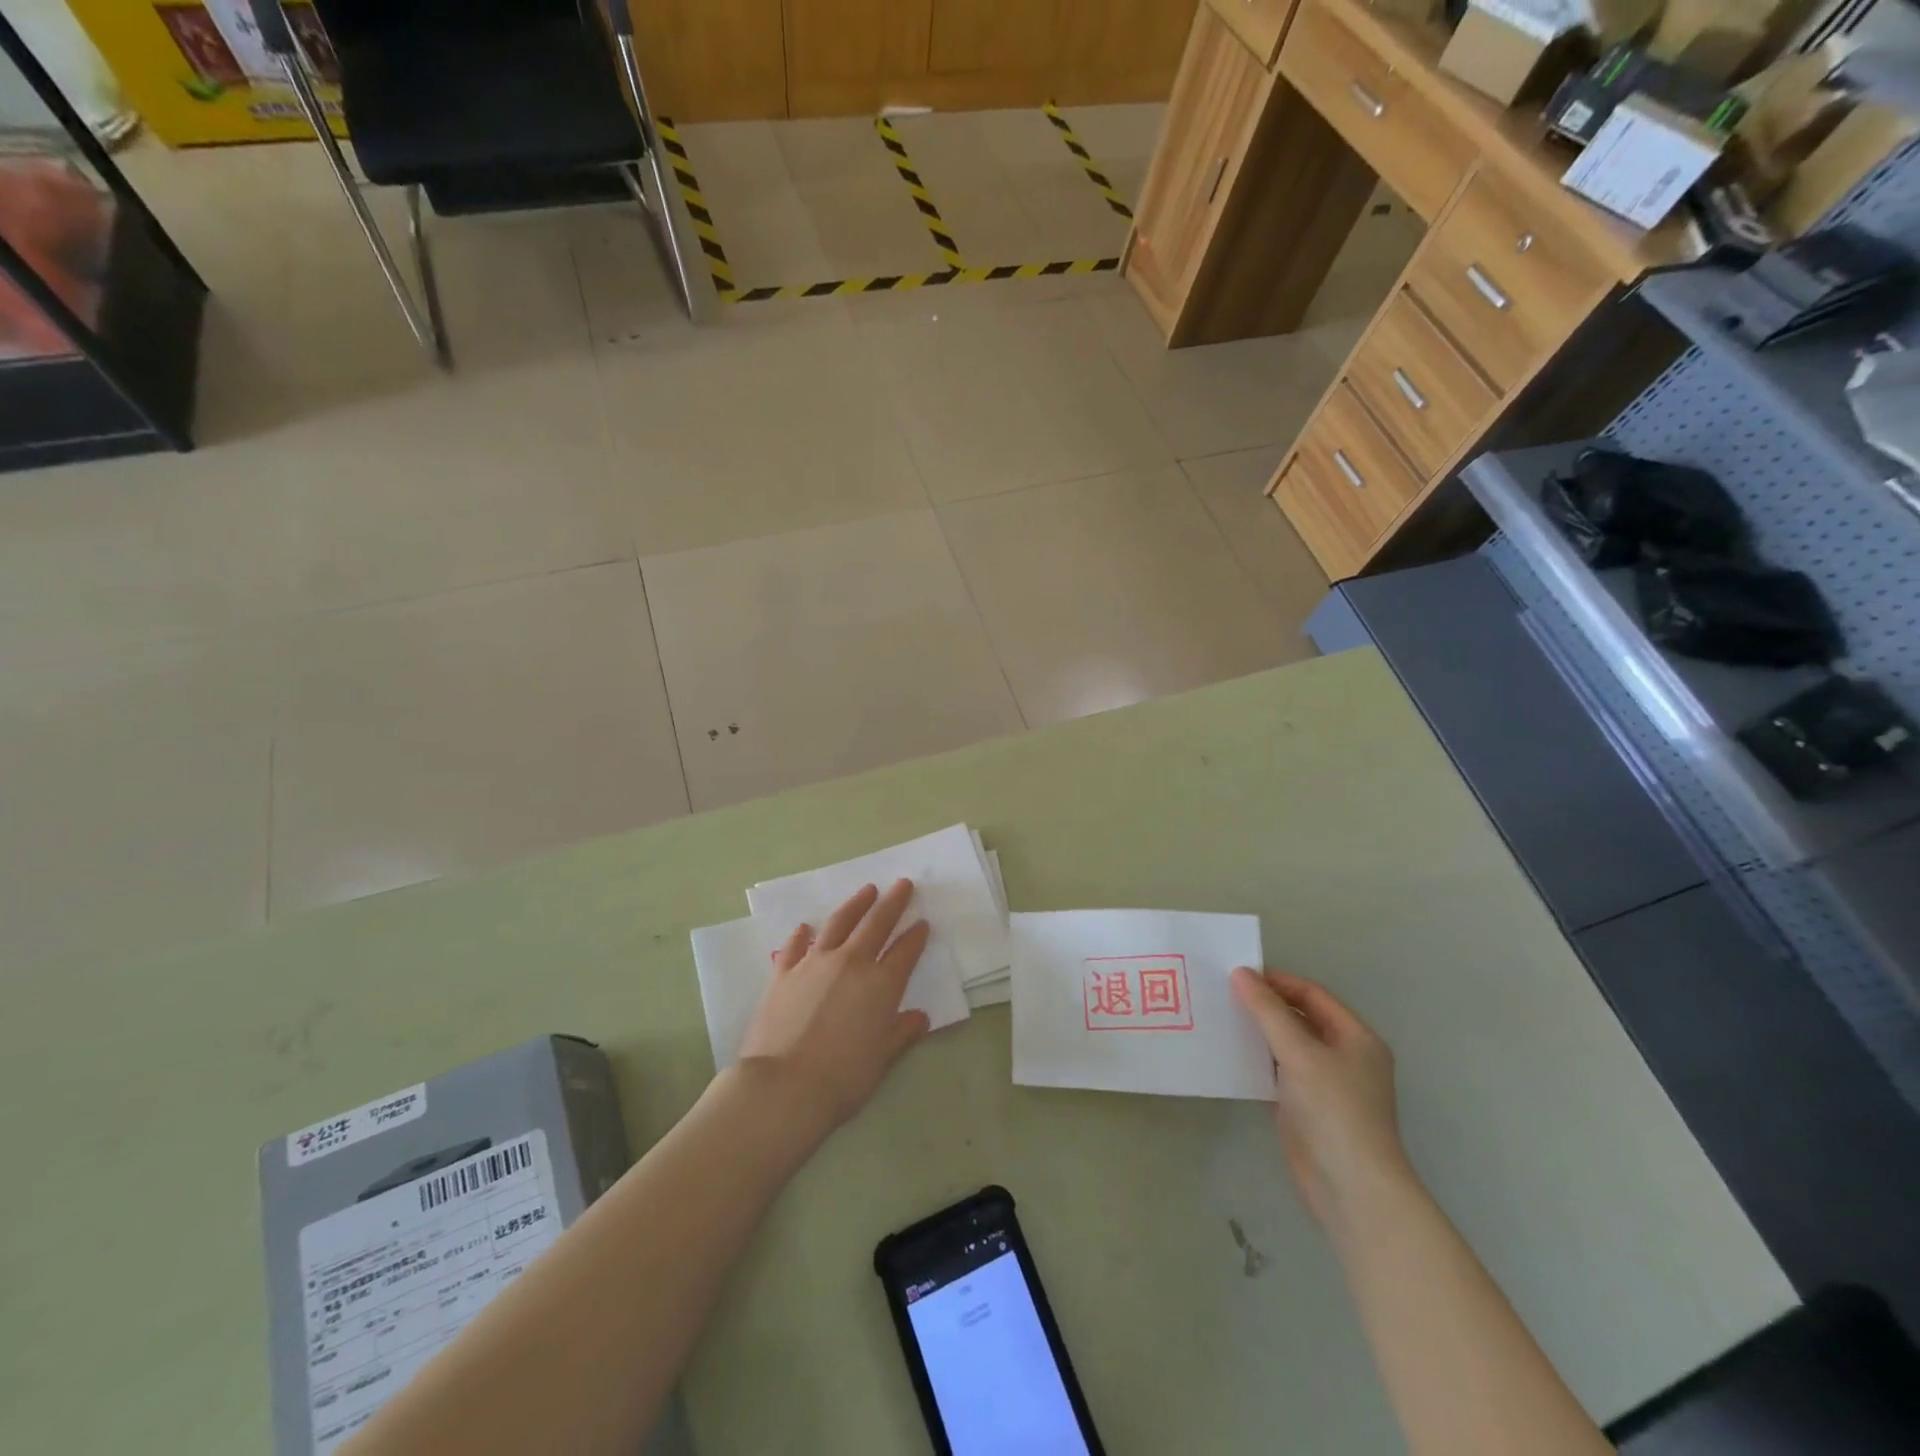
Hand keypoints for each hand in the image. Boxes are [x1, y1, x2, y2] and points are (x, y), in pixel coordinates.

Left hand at [737, 879, 931, 1134]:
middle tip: (903, 884)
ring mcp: (814, 964)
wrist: (784, 1086)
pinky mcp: (784, 973)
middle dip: (893, 902)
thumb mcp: (883, 1058)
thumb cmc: (843, 1077)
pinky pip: (795, 946)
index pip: (905, 951)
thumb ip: (902, 1032)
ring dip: (856, 904)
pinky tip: (806, 926)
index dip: (916, 936)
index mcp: (881, 984)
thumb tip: (919, 1017)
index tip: (923, 922)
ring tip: (867, 890)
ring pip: (839, 923)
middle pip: (877, 923)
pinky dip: (802, 934)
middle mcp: (851, 963)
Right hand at [1231, 967, 1408, 1227]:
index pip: (1313, 995)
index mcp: (1355, 1038)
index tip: (1238, 976)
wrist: (1350, 1188)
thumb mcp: (1299, 1052)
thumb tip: (1241, 973)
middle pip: (1299, 1019)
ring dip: (1257, 1034)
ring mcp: (1324, 1085)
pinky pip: (1276, 1073)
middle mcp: (1343, 1057)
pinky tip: (1227, 1055)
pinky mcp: (1304, 1108)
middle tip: (1223, 994)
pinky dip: (1255, 1062)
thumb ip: (1268, 1011)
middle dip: (1264, 1006)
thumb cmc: (1333, 1110)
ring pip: (1286, 1046)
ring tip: (1219, 1019)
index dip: (1278, 982)